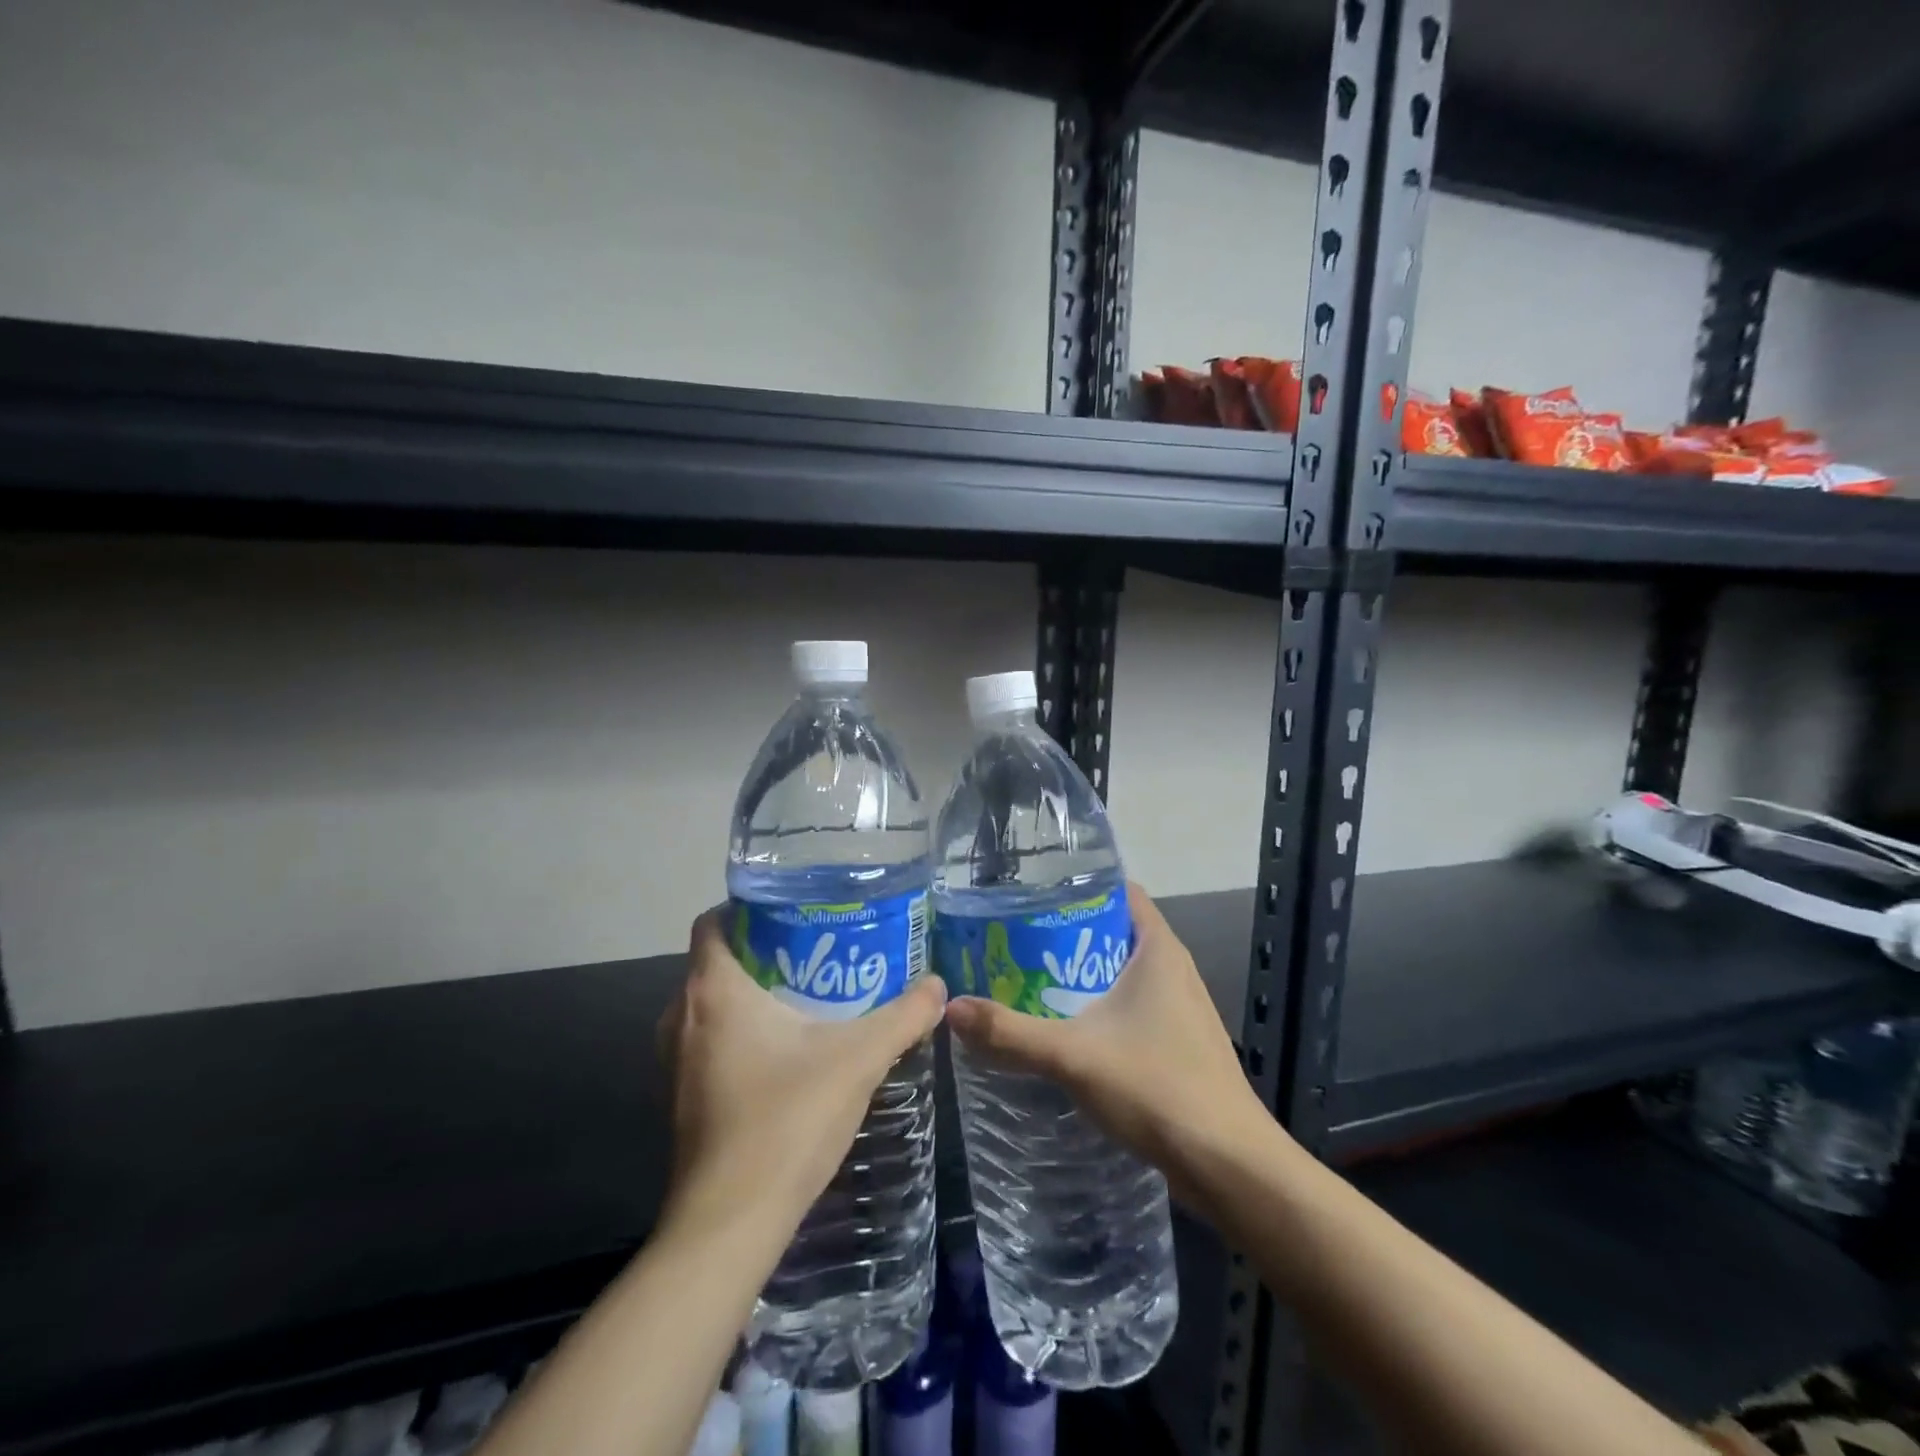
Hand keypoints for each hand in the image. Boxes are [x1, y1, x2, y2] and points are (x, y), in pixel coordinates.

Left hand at [657, 908, 947, 1234]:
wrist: (731, 1225)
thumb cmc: (786, 1122)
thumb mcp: (858, 1059)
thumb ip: (902, 1017)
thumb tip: (938, 985)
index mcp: (713, 992)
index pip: (714, 921)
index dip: (749, 906)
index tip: (796, 909)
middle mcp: (681, 1017)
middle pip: (718, 960)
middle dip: (764, 947)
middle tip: (818, 947)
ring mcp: (675, 1061)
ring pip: (713, 1003)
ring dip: (754, 992)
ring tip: (811, 991)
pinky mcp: (682, 1096)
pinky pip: (710, 1039)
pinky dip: (742, 1030)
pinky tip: (790, 1048)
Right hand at [944, 882, 1280, 1216]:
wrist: (1229, 1165)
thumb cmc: (1156, 1087)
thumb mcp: (1072, 1055)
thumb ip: (1010, 1033)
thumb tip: (950, 1009)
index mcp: (1158, 949)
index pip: (1120, 891)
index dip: (1079, 886)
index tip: (1033, 895)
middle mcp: (1174, 969)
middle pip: (1116, 930)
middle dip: (1069, 933)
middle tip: (1017, 940)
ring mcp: (1182, 1007)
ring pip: (1124, 972)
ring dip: (1083, 974)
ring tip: (1031, 980)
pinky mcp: (1180, 1043)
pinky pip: (1134, 1007)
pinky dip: (1101, 1007)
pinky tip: (1067, 1029)